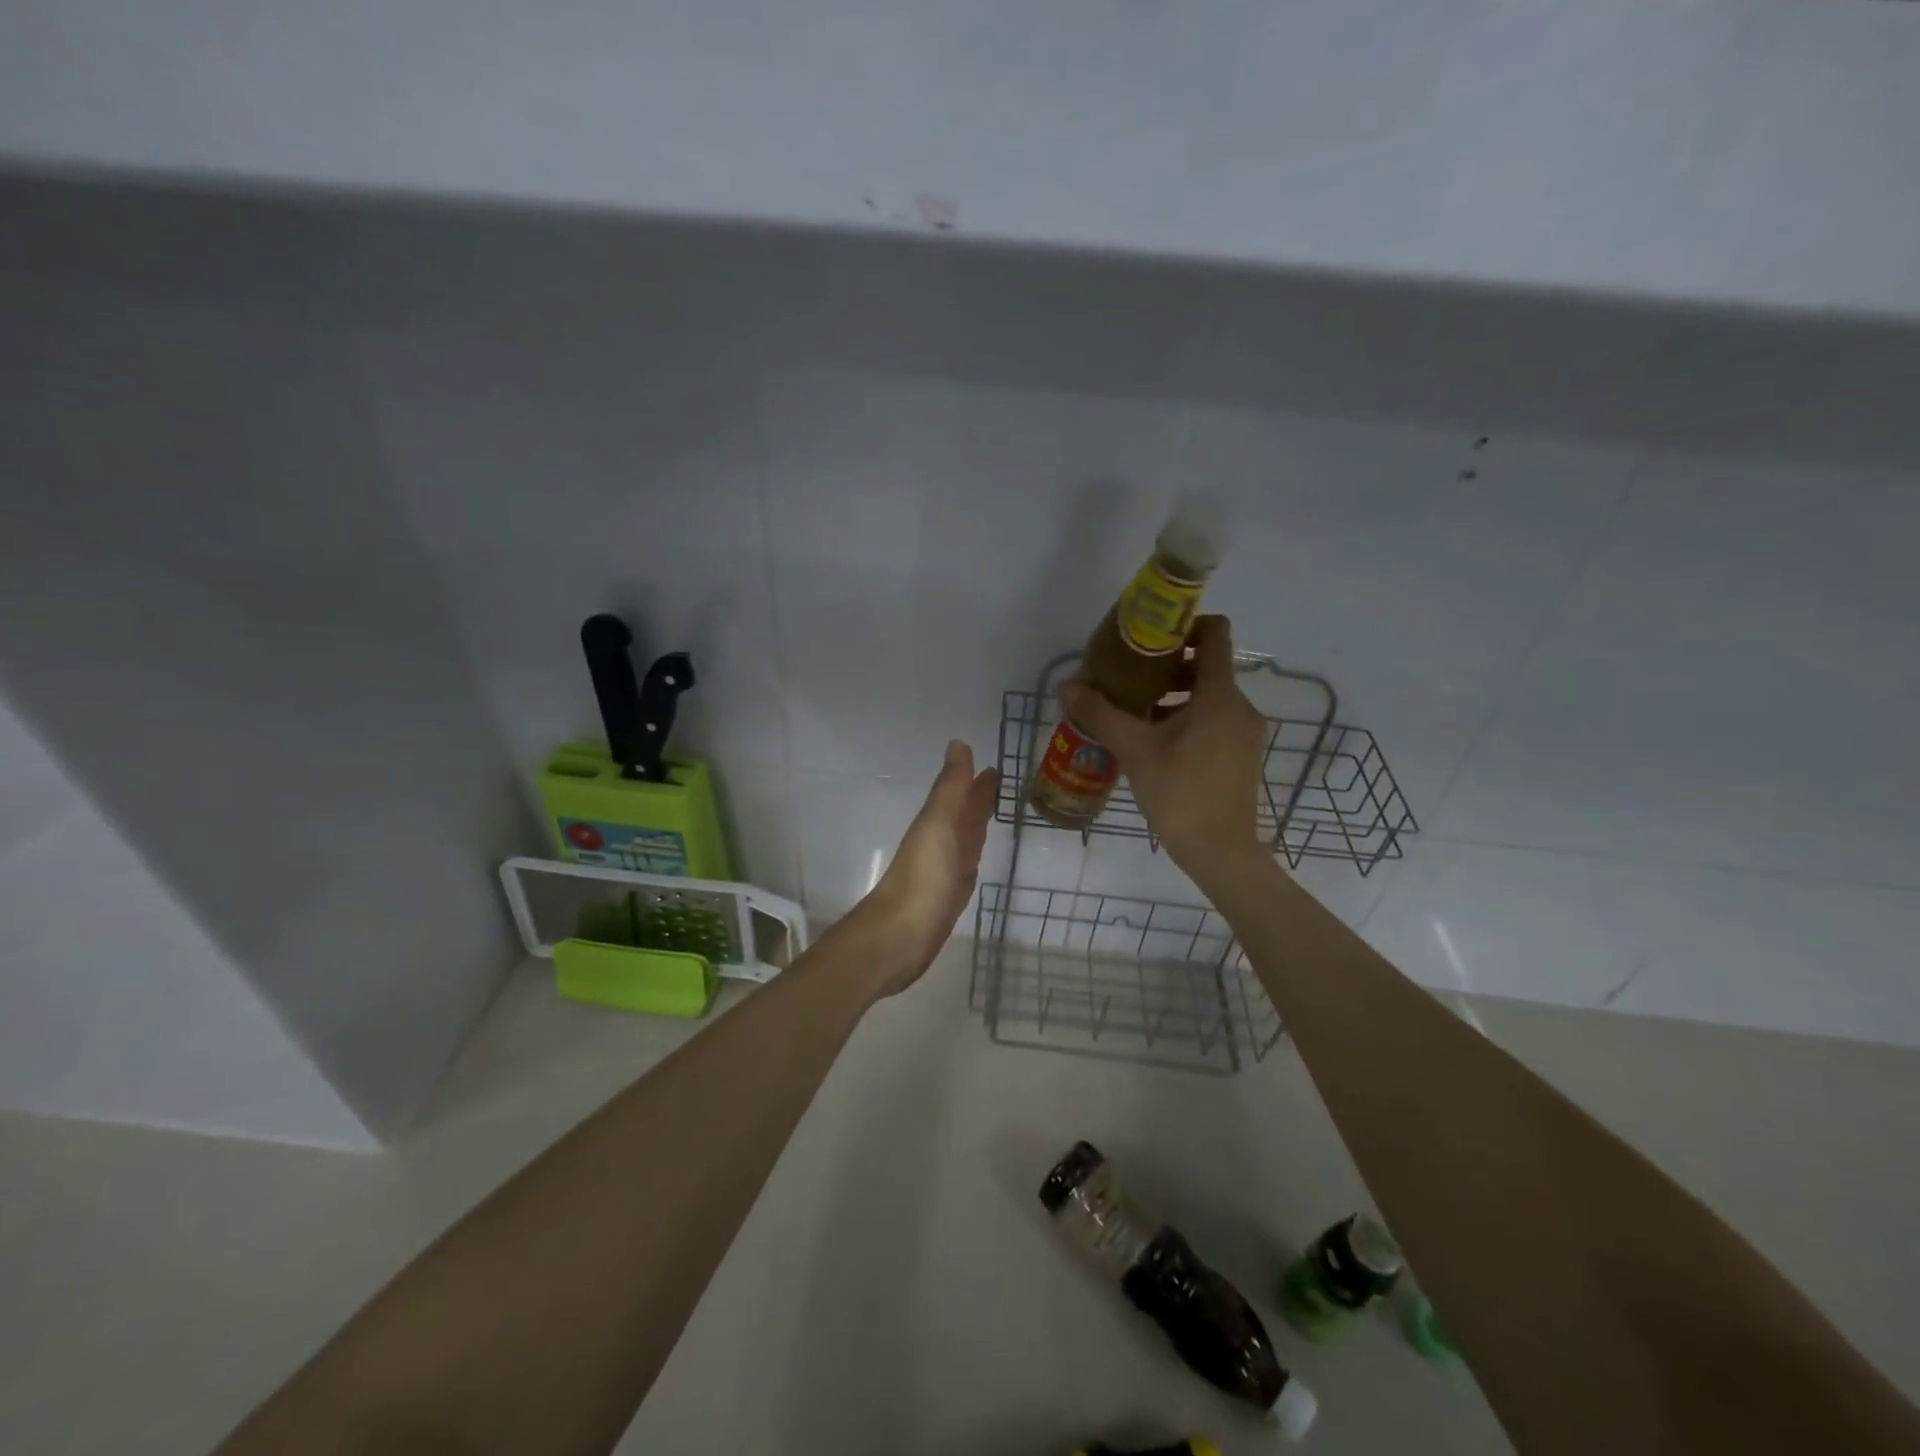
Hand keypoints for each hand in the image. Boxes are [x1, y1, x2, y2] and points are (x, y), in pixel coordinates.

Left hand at [847, 740, 999, 997]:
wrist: (900, 937)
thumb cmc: (923, 878)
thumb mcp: (939, 824)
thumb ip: (950, 787)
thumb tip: (958, 743)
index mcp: (937, 822)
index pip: (960, 794)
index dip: (975, 780)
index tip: (996, 765)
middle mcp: (940, 842)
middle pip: (962, 814)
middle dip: (978, 798)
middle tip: (1001, 781)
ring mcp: (944, 871)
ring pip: (965, 839)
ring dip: (977, 824)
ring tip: (995, 812)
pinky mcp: (949, 898)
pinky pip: (966, 868)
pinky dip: (973, 856)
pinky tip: (976, 858)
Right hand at [1059, 615, 1267, 876]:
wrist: (1220, 851)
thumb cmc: (1180, 793)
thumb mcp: (1134, 750)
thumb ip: (1101, 714)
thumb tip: (1068, 685)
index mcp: (1219, 695)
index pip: (1216, 634)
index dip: (1186, 624)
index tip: (1150, 635)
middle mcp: (1239, 706)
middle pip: (1207, 666)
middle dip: (1168, 666)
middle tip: (1128, 678)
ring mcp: (1244, 731)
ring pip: (1208, 695)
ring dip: (1173, 695)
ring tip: (1135, 712)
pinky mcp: (1240, 754)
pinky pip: (1213, 719)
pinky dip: (1186, 718)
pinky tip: (1154, 741)